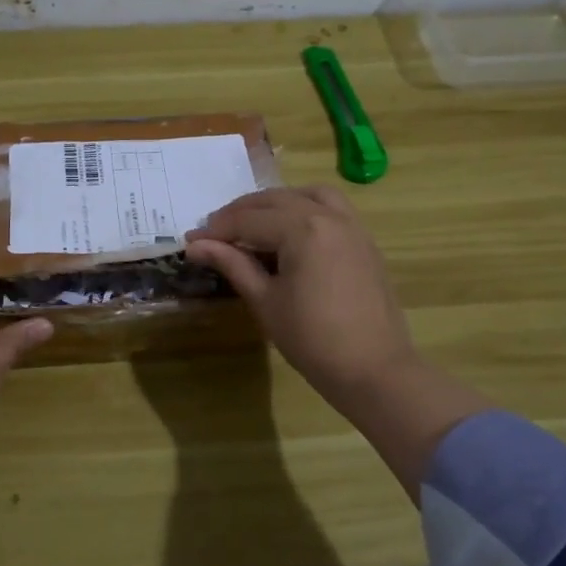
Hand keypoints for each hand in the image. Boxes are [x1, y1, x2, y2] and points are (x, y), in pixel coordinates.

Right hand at [187, 186, 418, 418]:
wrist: (374, 370)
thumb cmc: (312, 340)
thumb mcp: (265, 301)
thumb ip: (232, 264)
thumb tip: (195, 245)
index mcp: (302, 229)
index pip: (249, 219)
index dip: (217, 230)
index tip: (191, 242)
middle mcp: (329, 216)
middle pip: (275, 200)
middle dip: (241, 213)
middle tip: (214, 234)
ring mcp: (352, 226)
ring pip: (307, 195)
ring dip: (275, 203)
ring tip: (253, 225)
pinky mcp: (364, 241)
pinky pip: (331, 208)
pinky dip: (304, 209)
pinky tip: (289, 234)